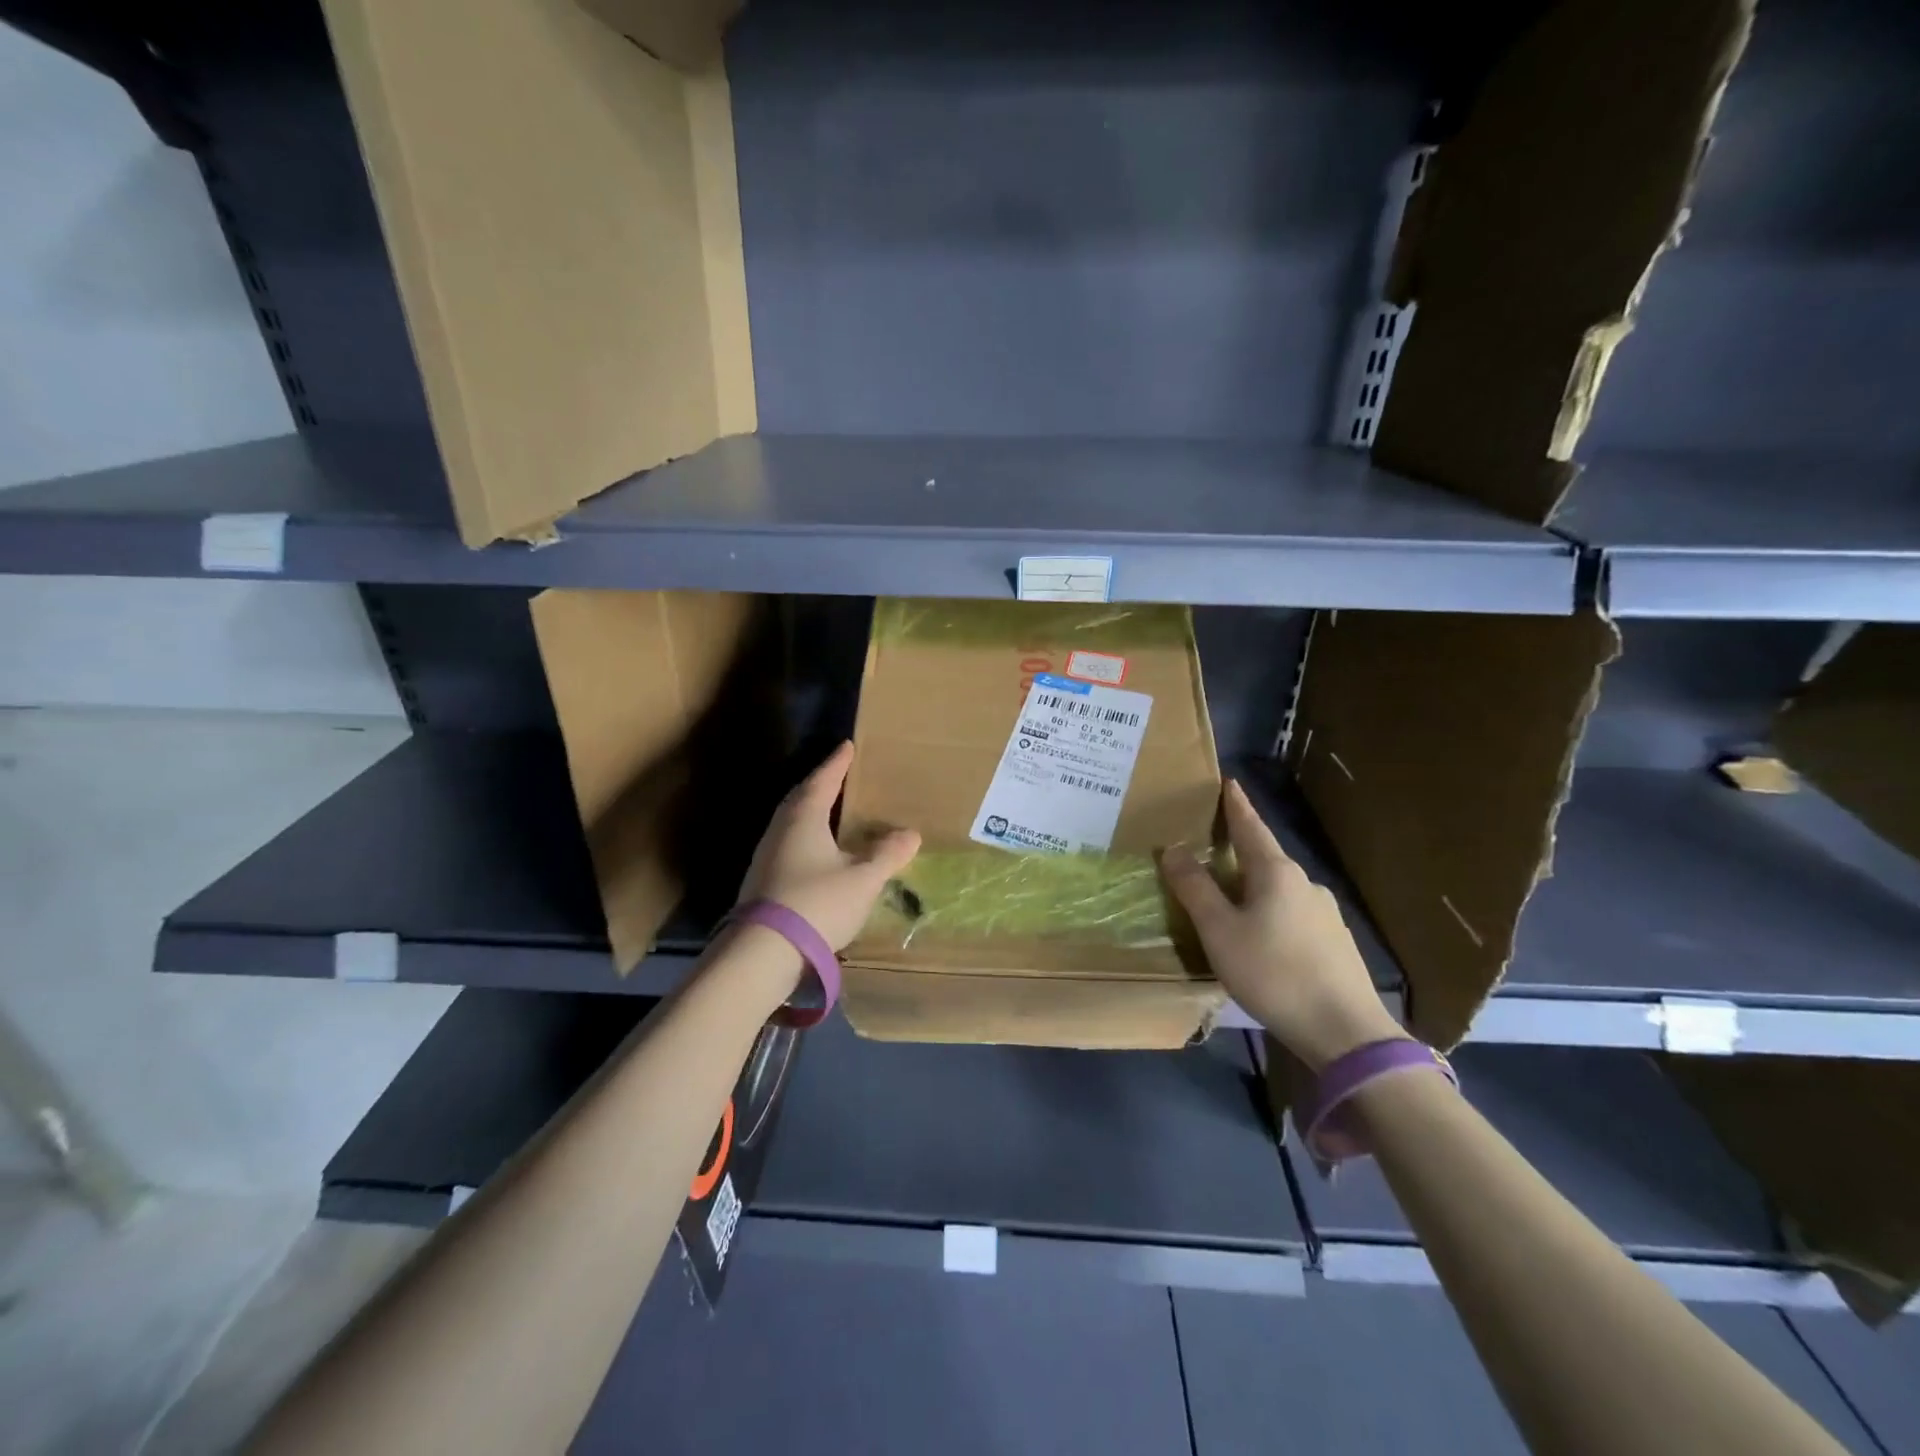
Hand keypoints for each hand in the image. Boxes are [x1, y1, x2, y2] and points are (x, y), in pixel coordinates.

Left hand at [737, 741, 921, 950]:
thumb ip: (887, 855)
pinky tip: (818, 853)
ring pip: (792, 823)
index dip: (837, 764)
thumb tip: (910, 834)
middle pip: (802, 798)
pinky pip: (789, 845)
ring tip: (831, 812)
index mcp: (804, 818)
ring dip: (812, 812)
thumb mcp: (863, 879)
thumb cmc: (817, 903)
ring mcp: (767, 856)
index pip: (823, 781)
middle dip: (821, 785)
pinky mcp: (762, 882)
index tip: (847, 747)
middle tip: (838, 776)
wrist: (763, 952)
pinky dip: (806, 839)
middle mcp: (781, 830)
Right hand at [1162, 780, 1403, 1070]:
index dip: (1236, 805)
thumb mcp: (1220, 931)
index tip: (1228, 782)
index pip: (1251, 827)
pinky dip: (1270, 913)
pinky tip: (1262, 939)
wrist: (1346, 1032)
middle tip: (1212, 847)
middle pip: (1265, 857)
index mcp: (1276, 873)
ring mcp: (1325, 914)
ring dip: (1254, 886)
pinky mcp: (1335, 943)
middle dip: (1239, 849)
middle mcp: (1305, 884)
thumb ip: (1195, 889)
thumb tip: (1173, 849)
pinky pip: (1293, 914)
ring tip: (1230, 900)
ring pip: (1280, 889)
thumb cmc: (1274, 973)